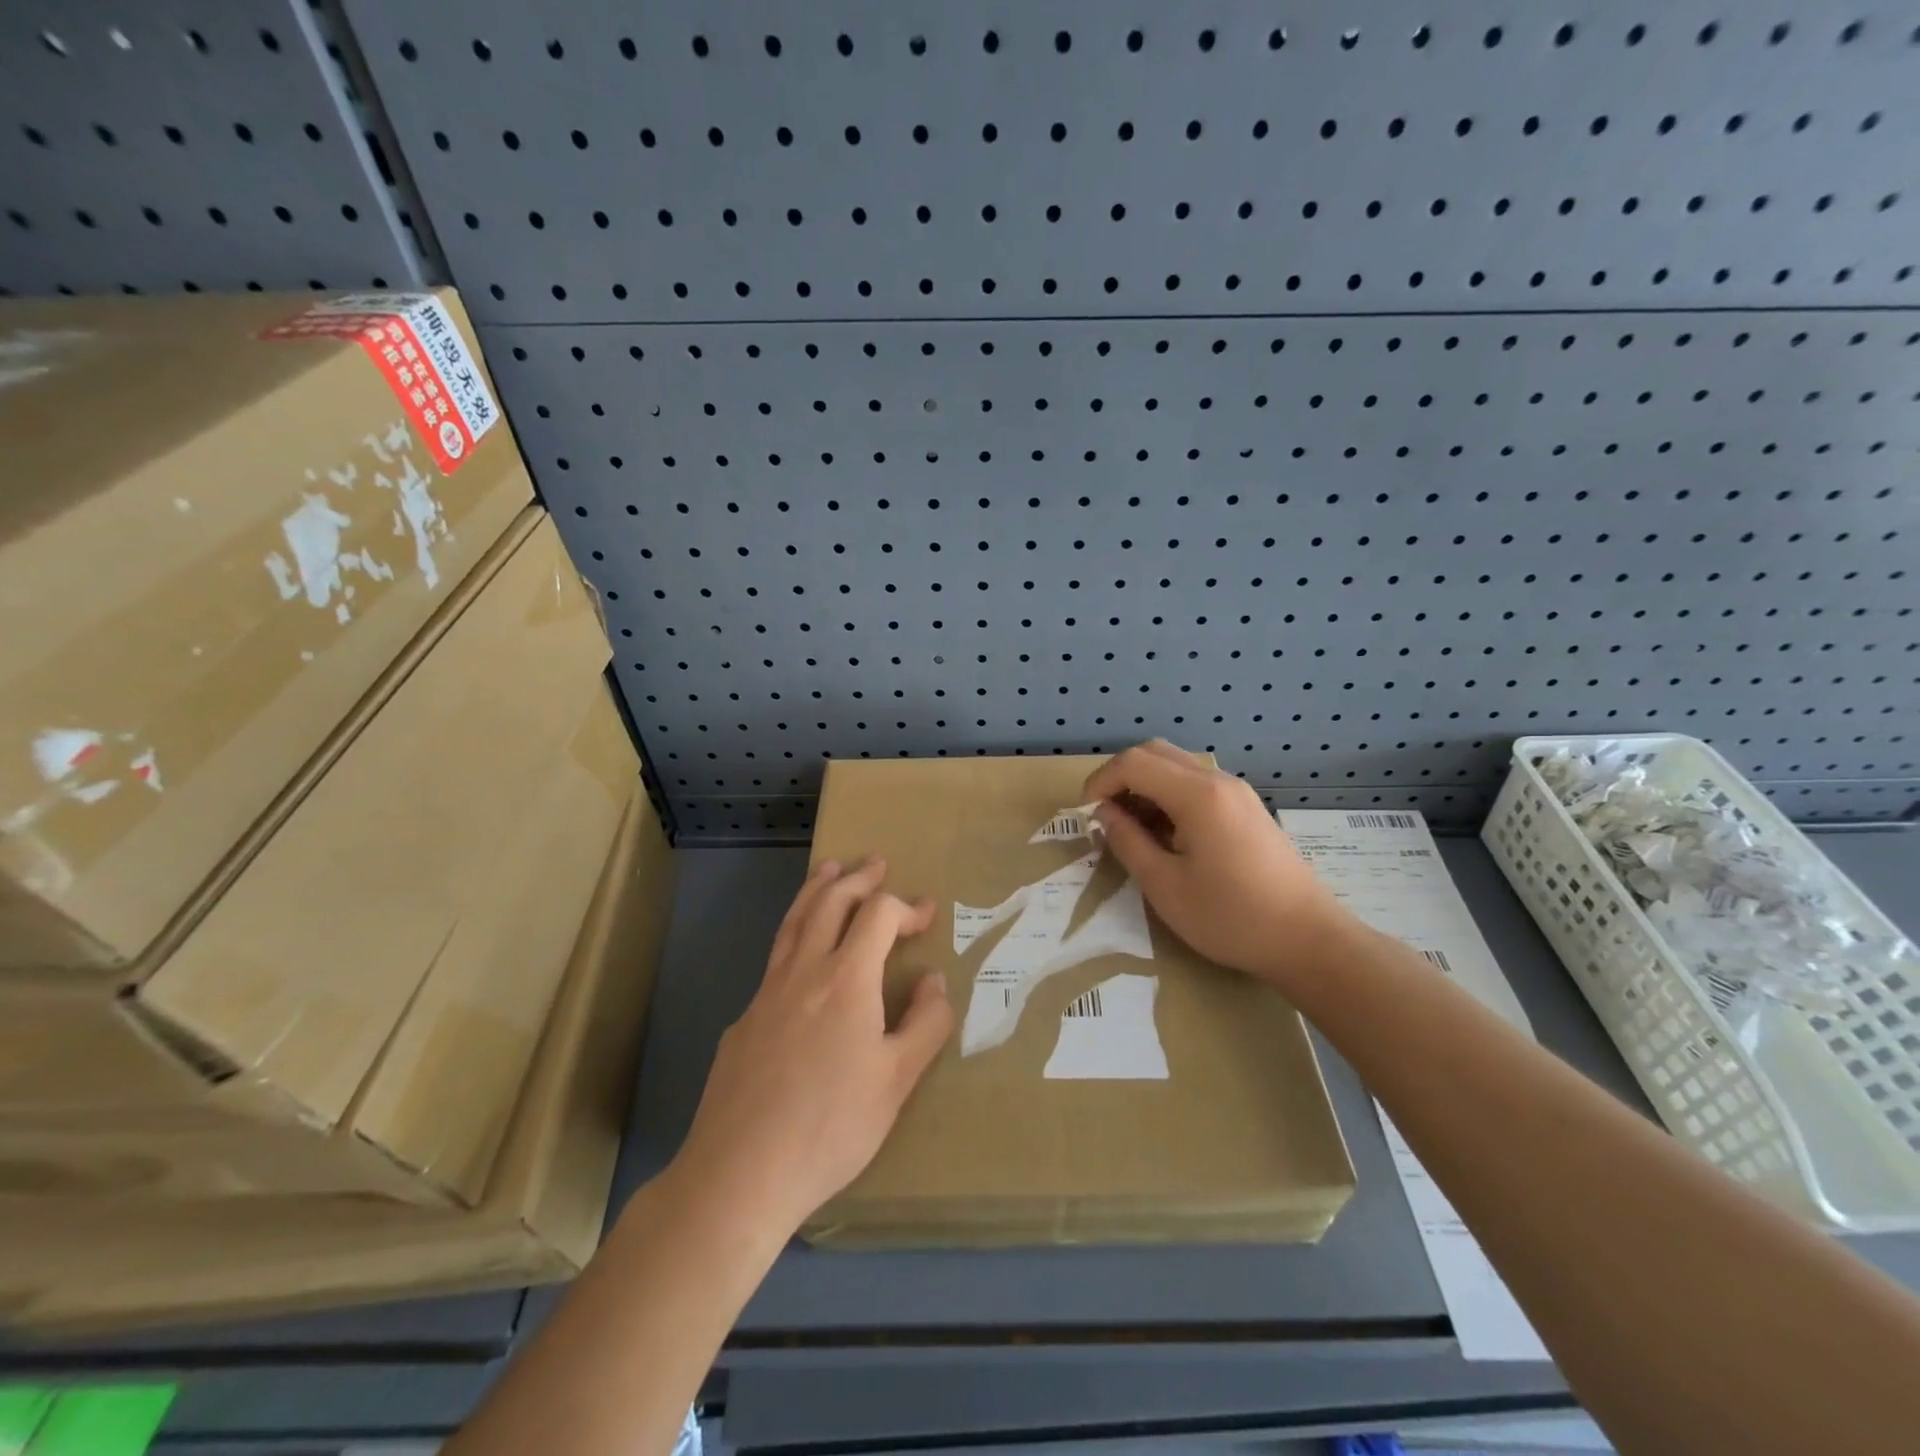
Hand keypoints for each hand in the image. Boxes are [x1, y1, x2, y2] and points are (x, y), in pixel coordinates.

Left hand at [673, 857, 953, 1237]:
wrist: (740, 1172)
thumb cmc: (831, 1126)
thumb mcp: (897, 1081)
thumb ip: (925, 1024)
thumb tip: (934, 980)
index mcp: (846, 979)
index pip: (878, 916)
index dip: (905, 906)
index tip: (926, 913)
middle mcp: (803, 971)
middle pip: (830, 903)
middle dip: (857, 878)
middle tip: (876, 863)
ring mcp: (766, 993)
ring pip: (794, 922)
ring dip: (816, 890)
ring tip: (828, 869)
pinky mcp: (743, 1020)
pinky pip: (774, 960)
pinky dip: (795, 936)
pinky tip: (800, 957)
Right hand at [1084, 741, 1349, 988]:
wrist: (1308, 940)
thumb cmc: (1231, 917)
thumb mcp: (1164, 886)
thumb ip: (1128, 842)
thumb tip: (1104, 814)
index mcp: (1197, 795)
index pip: (1134, 762)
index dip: (1100, 782)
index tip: (1086, 815)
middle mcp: (1218, 781)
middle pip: (1155, 752)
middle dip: (1120, 777)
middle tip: (1104, 816)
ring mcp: (1237, 792)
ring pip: (1177, 766)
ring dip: (1145, 785)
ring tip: (1131, 829)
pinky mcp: (1247, 808)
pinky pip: (1197, 784)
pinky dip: (1169, 796)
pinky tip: (1165, 834)